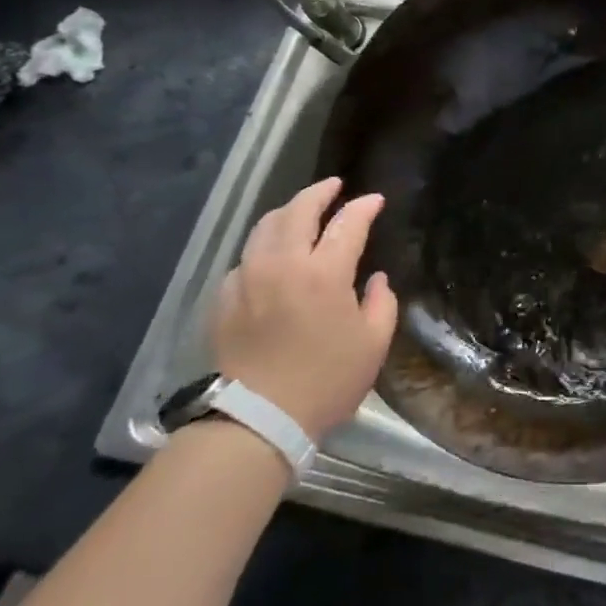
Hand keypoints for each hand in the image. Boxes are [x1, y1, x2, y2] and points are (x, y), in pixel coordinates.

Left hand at [209, 177, 398, 439]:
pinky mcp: (224, 297)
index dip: (364, 206)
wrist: (257, 419)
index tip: (375, 200)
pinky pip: (246, 257)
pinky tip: (271, 257)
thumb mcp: (373, 345)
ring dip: (288, 212)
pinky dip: (264, 247)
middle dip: (320, 192)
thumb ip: (381, 303)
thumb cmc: (325, 381)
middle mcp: (283, 264)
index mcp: (324, 273)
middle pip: (299, 210)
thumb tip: (376, 279)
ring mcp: (248, 278)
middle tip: (334, 186)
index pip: (348, 223)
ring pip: (265, 227)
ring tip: (301, 211)